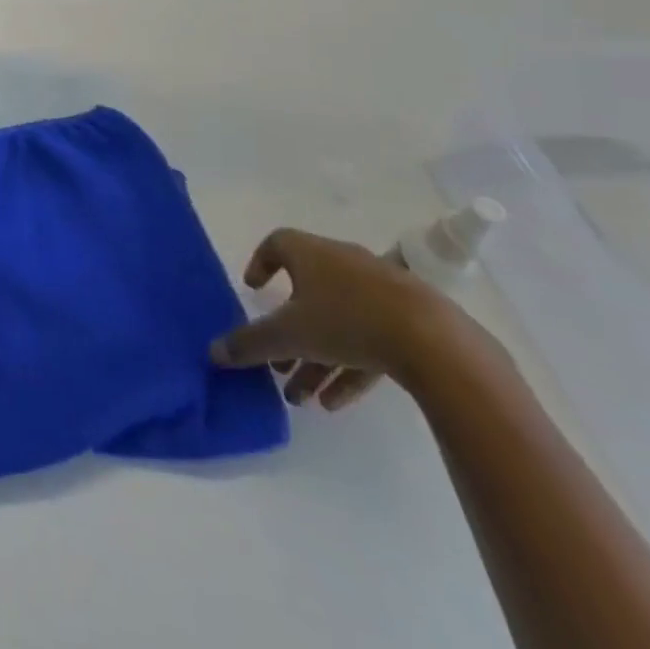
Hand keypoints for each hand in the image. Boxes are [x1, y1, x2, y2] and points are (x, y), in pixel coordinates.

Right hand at [209, 227, 471, 410]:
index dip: (261, 264)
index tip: (253, 290)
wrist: (436, 342)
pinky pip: (369, 340)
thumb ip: (249, 343)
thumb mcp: (289, 335)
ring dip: (316, 358)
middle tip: (276, 362)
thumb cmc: (347, 321)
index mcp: (310, 253)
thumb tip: (213, 353)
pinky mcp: (410, 321)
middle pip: (306, 293)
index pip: (277, 244)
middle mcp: (342, 263)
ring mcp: (380, 291)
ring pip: (337, 322)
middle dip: (288, 331)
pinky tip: (335, 403)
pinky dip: (348, 367)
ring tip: (301, 396)